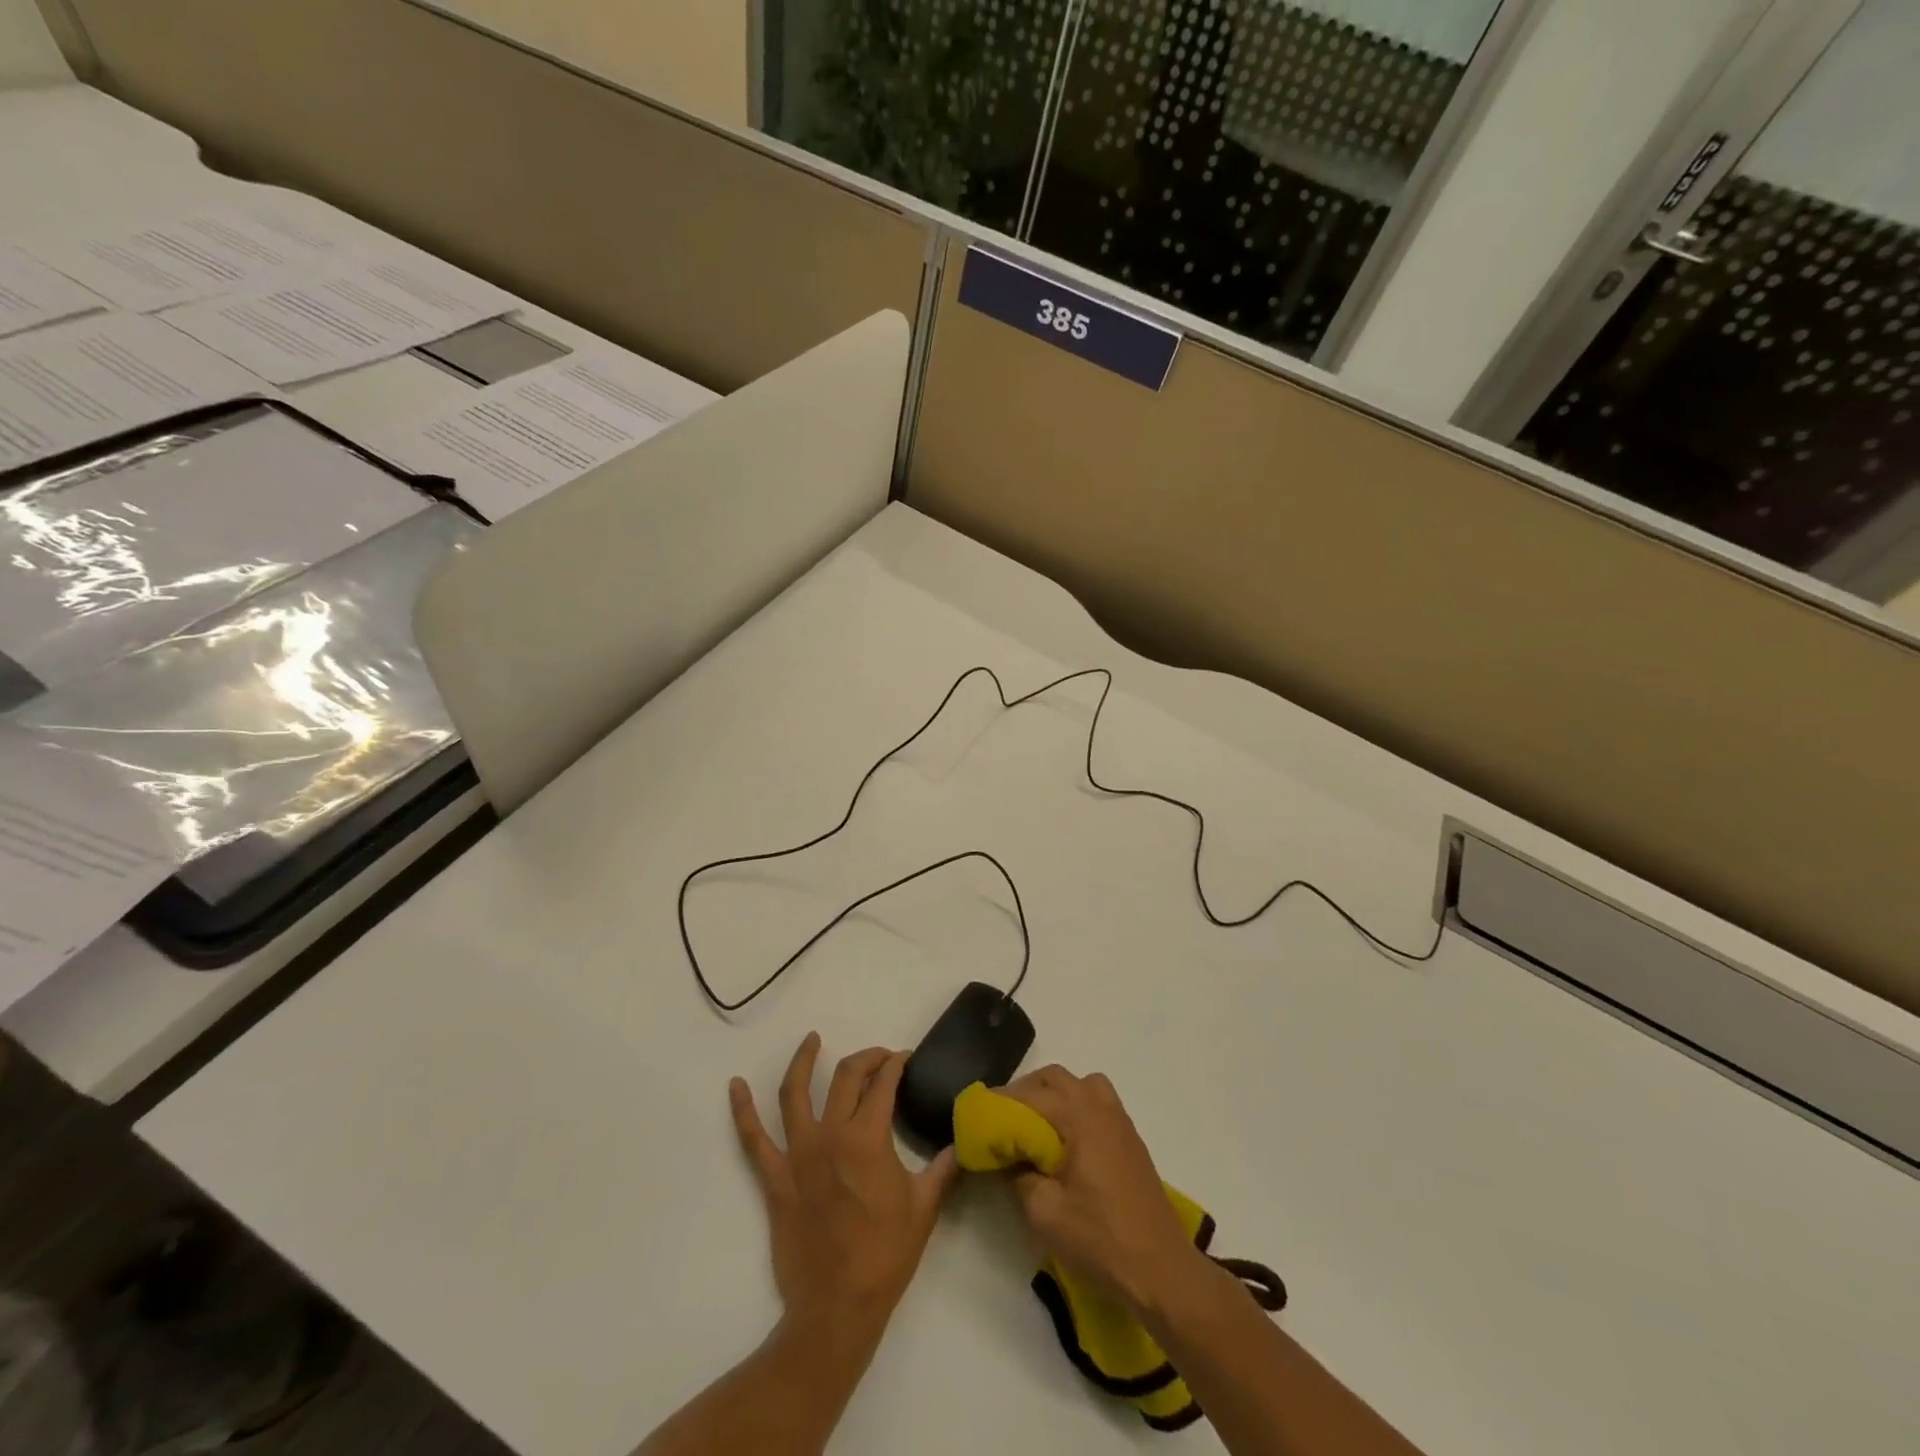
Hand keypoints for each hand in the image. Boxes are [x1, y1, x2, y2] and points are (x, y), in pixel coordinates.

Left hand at [730, 1033, 959, 1348]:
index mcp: (868, 1139)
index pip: (883, 1084)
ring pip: (795, 1093)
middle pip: (845, 1078)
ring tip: (811, 1039)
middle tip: (879, 1057)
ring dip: (802, 1061)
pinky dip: (742, 1110)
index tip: (905, 1059)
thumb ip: (944, 1168)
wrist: (837, 1308)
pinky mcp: (775, 1179)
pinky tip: (735, 1086)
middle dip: (866, 1058)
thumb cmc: (885, 1256)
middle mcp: (831, 1135)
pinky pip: (753, 1139)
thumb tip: (964, 1142)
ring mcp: (798, 1155)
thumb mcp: (924, 1208)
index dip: (896, 1064)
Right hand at [1002, 1065, 1205, 1316]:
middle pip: (1055, 1078)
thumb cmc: (1100, 1239)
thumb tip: (1010, 1157)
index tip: (976, 1116)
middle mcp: (1100, 1107)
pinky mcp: (1130, 1140)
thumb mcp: (1044, 1212)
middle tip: (1002, 1119)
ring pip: (1080, 1085)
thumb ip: (1019, 1175)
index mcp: (1079, 1117)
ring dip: (1053, 1095)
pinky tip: (1064, 1142)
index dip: (999, 1104)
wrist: (1162, 1271)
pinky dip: (1074, 1107)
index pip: (1029, 1095)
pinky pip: (1096, 1103)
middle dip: (1024, 1091)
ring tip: (1034, 1125)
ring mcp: (1120, 1121)